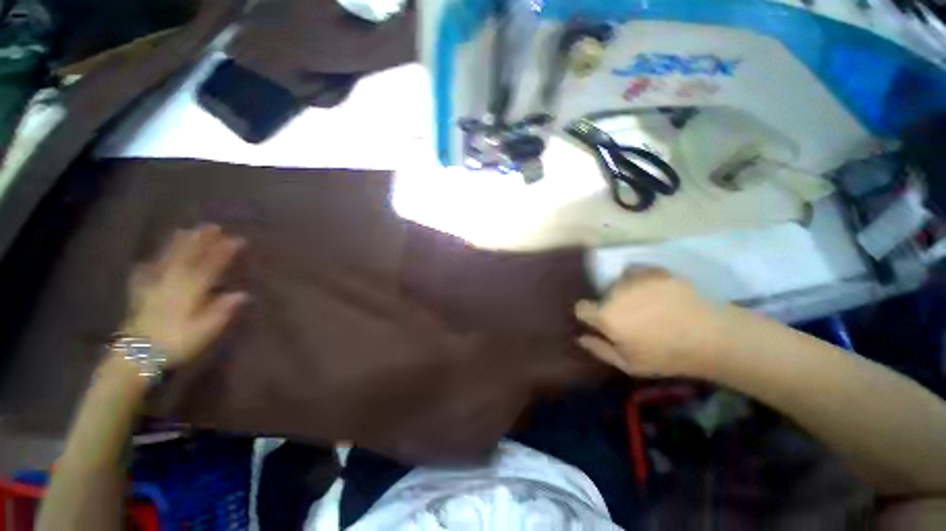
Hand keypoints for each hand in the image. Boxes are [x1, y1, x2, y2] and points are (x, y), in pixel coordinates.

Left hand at [122, 225, 247, 366]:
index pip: (210, 266)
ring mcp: (154, 287)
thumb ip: (222, 310)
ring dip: (177, 245)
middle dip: (201, 241)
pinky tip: (147, 261)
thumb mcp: (206, 329)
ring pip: (167, 260)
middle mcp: (172, 282)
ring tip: (184, 231)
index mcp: (190, 290)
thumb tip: (242, 294)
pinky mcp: (141, 295)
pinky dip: (148, 265)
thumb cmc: (176, 343)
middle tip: (211, 226)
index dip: (224, 252)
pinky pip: (144, 274)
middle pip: (187, 257)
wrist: (136, 356)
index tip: (237, 239)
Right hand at [574, 269, 726, 377]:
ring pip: (619, 282)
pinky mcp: (655, 271)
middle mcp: (615, 293)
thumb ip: (600, 349)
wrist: (713, 337)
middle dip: (610, 304)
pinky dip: (642, 280)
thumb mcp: (629, 364)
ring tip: (647, 303)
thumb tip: (580, 337)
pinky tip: (658, 292)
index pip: (581, 308)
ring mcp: (636, 280)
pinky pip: (638, 272)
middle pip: (602, 295)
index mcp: (606, 316)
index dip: (588, 315)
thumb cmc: (667, 356)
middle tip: (632, 317)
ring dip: (625, 290)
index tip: (600, 322)